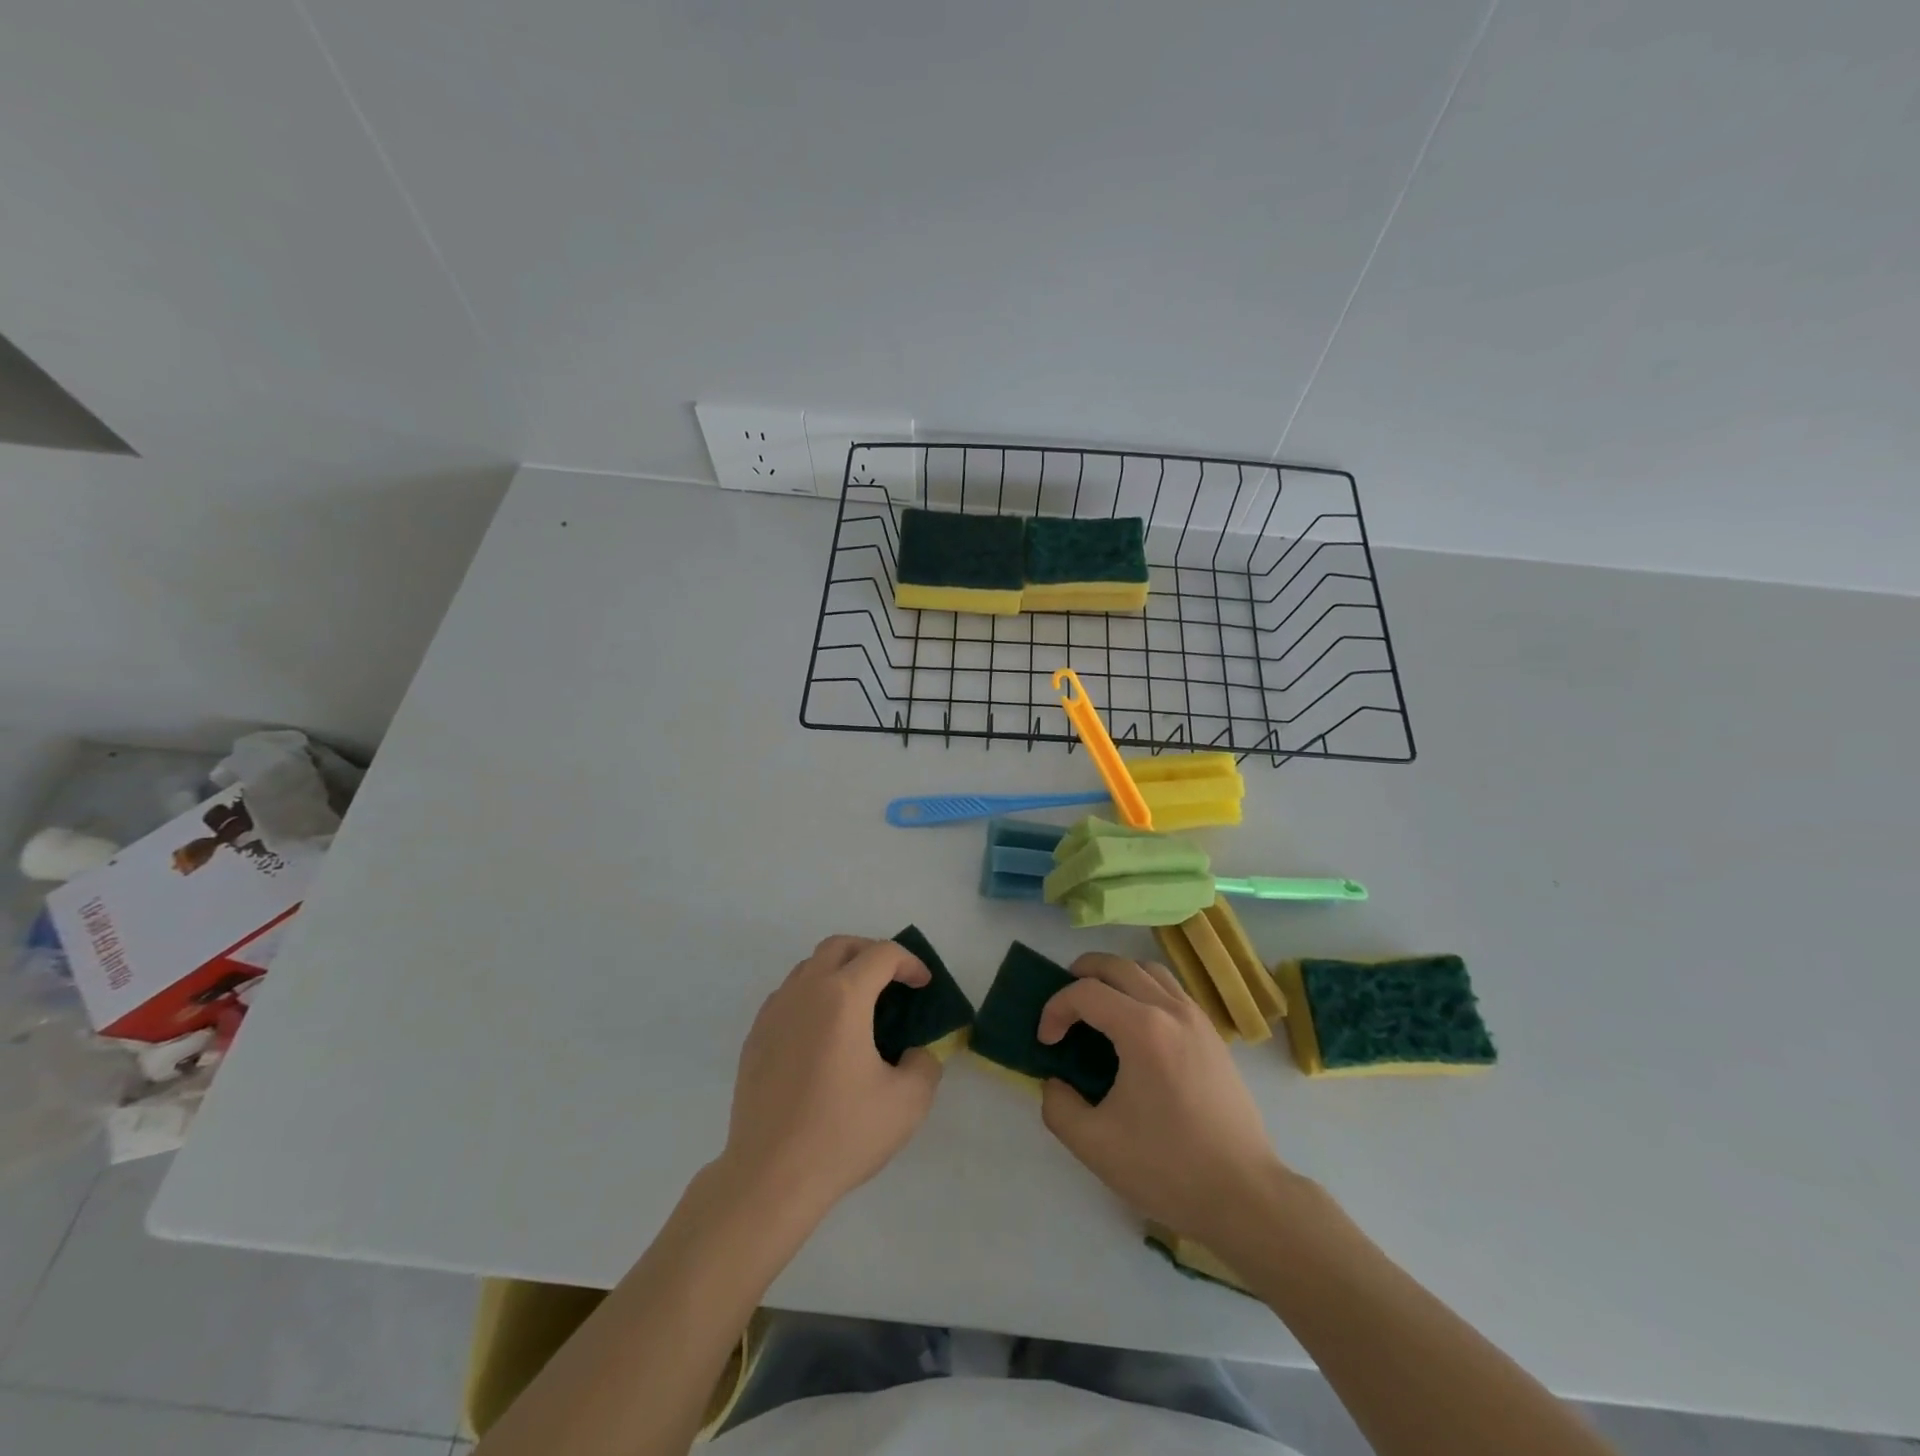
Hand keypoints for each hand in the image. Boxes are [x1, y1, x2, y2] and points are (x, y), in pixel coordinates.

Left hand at [719, 935, 942, 1219]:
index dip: (910, 962)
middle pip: (840, 946)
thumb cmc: (842, 1134)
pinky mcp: (755, 1037)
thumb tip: (916, 1052)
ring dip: (839, 971)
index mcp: (843, 997)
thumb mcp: (907, 1102)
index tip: (923, 986)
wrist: (769, 1177)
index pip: (882, 955)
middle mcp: (805, 992)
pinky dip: (812, 996)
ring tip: (859, 1006)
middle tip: (893, 981)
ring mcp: (774, 1012)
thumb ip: (925, 1064)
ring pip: (809, 967)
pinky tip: (824, 1034)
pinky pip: (788, 996)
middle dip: (871, 953)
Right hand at [1038, 952, 1289, 1243]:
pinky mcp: (1213, 1035)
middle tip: (1063, 1005)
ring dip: (1115, 977)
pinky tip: (1135, 1027)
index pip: (1086, 992)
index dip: (1055, 1009)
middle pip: (1117, 965)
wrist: (1245, 1196)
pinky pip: (1171, 990)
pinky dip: (1143, 990)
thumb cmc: (1168, 1168)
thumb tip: (1056, 1082)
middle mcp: (1172, 1010)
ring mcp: (1197, 1019)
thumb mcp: (1094, 1145)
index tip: (1046, 1042)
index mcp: (1143, 1029)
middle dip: (1081, 974)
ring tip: (1098, 1006)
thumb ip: (1058, 1106)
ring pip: (1148, 970)